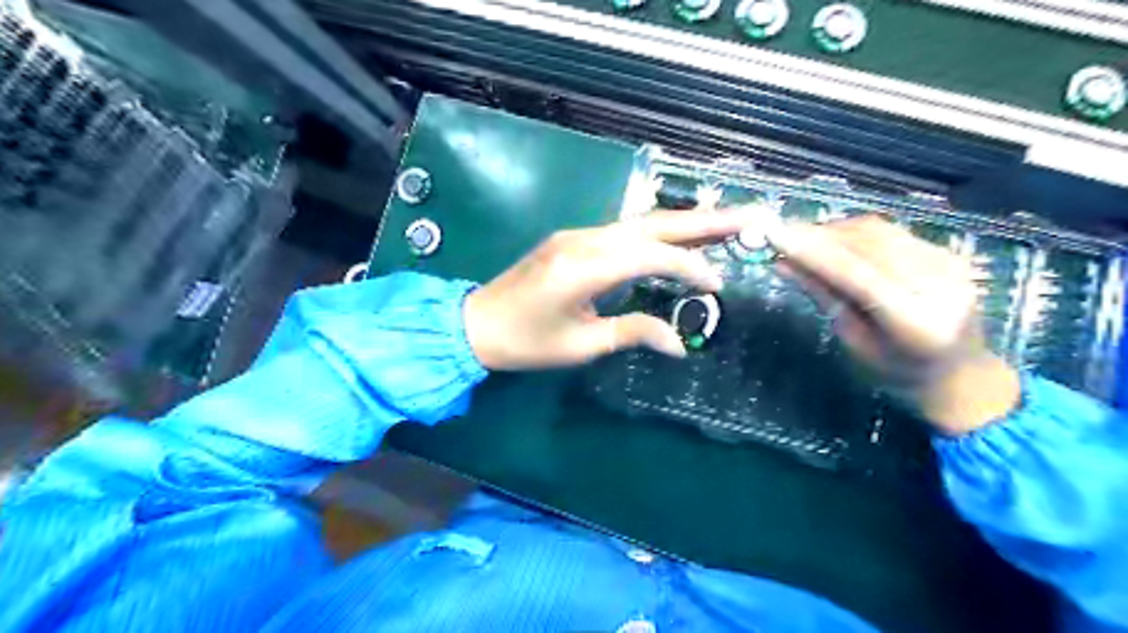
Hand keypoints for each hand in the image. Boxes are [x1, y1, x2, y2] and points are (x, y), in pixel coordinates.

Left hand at [464, 210, 746, 371]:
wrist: (476, 324)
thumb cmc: (526, 342)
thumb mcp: (581, 344)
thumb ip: (632, 333)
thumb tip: (679, 343)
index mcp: (585, 267)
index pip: (652, 256)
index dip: (689, 267)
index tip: (718, 284)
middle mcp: (584, 239)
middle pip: (653, 224)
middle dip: (703, 221)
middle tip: (748, 217)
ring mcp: (577, 234)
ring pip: (641, 223)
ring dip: (683, 224)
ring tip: (724, 224)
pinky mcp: (573, 239)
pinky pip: (624, 231)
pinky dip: (657, 234)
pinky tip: (679, 238)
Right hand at [777, 212, 1024, 434]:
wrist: (961, 374)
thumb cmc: (898, 372)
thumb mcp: (854, 341)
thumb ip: (824, 296)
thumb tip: (783, 263)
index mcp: (915, 323)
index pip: (856, 274)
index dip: (814, 252)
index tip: (777, 236)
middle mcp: (940, 285)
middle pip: (869, 244)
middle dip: (820, 236)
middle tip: (782, 234)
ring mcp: (950, 264)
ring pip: (879, 232)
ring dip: (836, 231)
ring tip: (803, 238)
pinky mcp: (949, 252)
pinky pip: (892, 233)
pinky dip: (856, 233)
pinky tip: (834, 241)